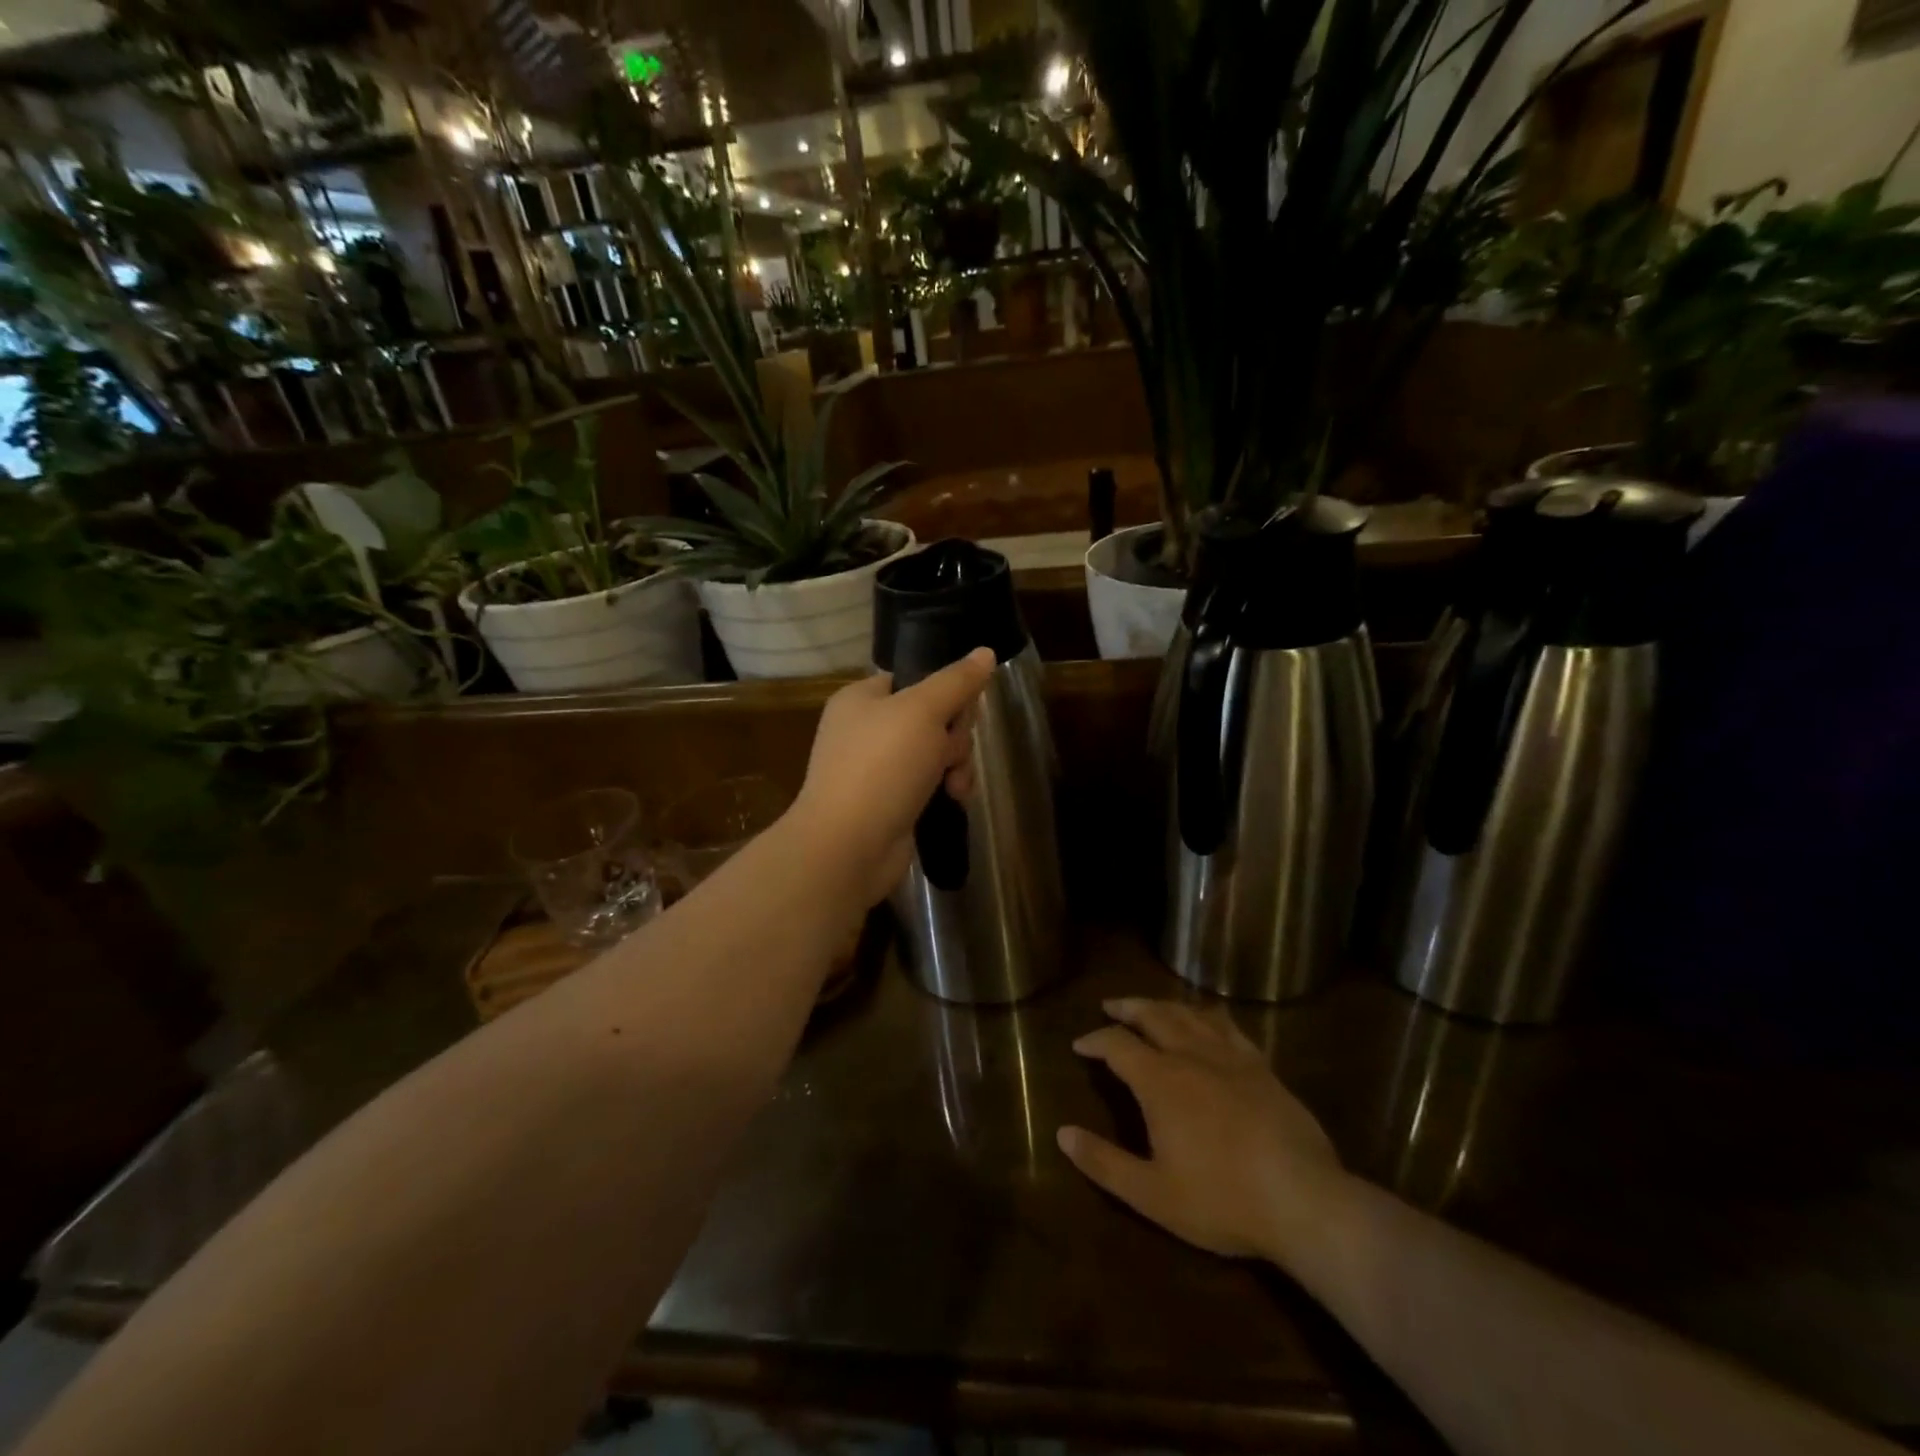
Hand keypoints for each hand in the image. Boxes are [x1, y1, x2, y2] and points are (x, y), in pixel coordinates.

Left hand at [788, 648, 995, 906]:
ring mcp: (878, 769)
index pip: (915, 678)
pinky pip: (929, 783)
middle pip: (933, 716)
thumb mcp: (923, 712)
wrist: (848, 846)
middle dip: (954, 736)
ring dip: (956, 765)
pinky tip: (953, 800)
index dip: (946, 691)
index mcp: (863, 698)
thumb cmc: (881, 767)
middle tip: (950, 752)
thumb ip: (956, 682)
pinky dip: (945, 789)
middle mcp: (867, 729)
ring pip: (936, 752)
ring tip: (954, 786)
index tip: (963, 709)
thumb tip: (986, 652)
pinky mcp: (891, 802)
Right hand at [1058, 999, 1351, 1263]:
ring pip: (1189, 1013)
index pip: (1117, 1044)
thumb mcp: (1152, 1194)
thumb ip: (1104, 1163)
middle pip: (1152, 1015)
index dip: (1095, 1040)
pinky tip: (1206, 1018)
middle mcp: (1190, 1055)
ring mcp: (1229, 1057)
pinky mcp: (1261, 1066)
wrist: (1304, 1201)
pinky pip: (1227, 1025)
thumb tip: (1062, 1133)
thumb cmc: (1222, 1200)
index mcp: (1160, 1081)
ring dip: (1163, 1005)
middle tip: (1110, 1005)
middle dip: (1127, 1008)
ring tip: (1150, 1006)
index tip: (1080, 1044)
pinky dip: (1207, 1014)